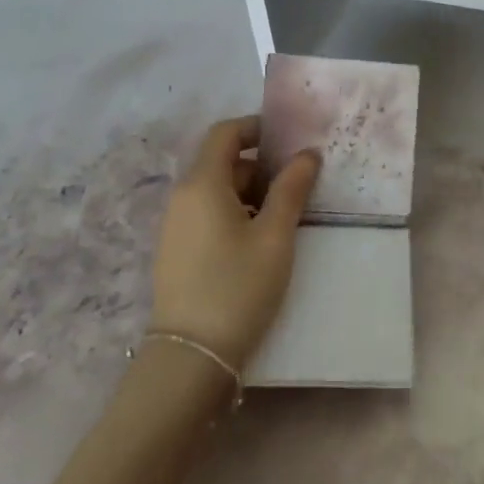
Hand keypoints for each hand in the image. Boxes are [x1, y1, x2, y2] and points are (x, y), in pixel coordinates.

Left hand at [149, 116, 319, 370]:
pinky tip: (259, 242)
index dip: (256, 128)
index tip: (290, 141)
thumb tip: (307, 154)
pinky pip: (207, 214)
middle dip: (261, 166)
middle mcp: (182, 196)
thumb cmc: (239, 286)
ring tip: (285, 218)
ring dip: (251, 193)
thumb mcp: (275, 236)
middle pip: (222, 162)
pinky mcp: (176, 250)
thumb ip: (292, 189)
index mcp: (202, 184)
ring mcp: (175, 225)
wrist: (193, 355)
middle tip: (299, 186)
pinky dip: (235, 213)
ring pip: (217, 190)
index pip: (225, 133)